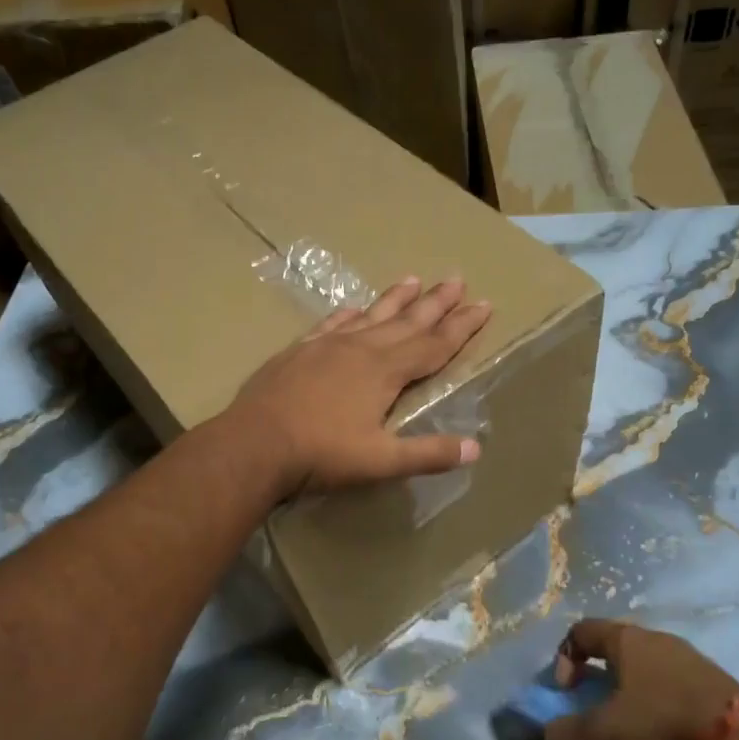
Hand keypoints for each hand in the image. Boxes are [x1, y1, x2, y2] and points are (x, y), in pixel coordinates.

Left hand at [227, 275, 491, 496]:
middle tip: (457, 279)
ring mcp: (326, 346)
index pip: (434, 345)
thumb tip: (475, 447)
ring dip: (395, 299)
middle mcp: (360, 349)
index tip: (484, 305)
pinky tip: (353, 308)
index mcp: (385, 372)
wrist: (254, 444)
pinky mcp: (299, 352)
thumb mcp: (381, 461)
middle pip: (407, 321)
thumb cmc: (321, 454)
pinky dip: (347, 315)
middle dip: (436, 303)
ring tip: (414, 279)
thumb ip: (428, 453)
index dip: (462, 327)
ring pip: (370, 316)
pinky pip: (331, 325)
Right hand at [543, 620, 738, 739]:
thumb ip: (571, 732)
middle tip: (595, 709)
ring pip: (646, 667)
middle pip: (615, 648)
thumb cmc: (663, 722)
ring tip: (629, 727)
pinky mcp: (713, 681)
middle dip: (599, 677)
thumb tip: (547, 733)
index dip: (565, 657)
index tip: (566, 690)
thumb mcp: (607, 731)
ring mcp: (689, 657)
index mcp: (627, 640)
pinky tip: (663, 733)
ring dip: (630, 692)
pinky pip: (673, 685)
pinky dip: (659, 703)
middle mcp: (657, 638)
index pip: (582, 631)